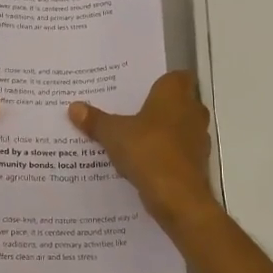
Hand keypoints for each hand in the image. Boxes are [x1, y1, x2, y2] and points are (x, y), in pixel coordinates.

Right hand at [70, 71, 216, 223]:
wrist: (178, 197)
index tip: (141, 89)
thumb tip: (74, 107)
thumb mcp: (113, 134)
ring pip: (180, 128)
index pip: (176, 76)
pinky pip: (180, 152)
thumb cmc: (148, 151)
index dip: (161, 81)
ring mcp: (199, 138)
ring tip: (134, 138)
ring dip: (163, 132)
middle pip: (179, 102)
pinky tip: (144, 163)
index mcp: (175, 94)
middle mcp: (193, 111)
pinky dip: (166, 155)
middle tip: (130, 111)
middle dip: (159, 107)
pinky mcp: (198, 163)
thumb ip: (95, 120)